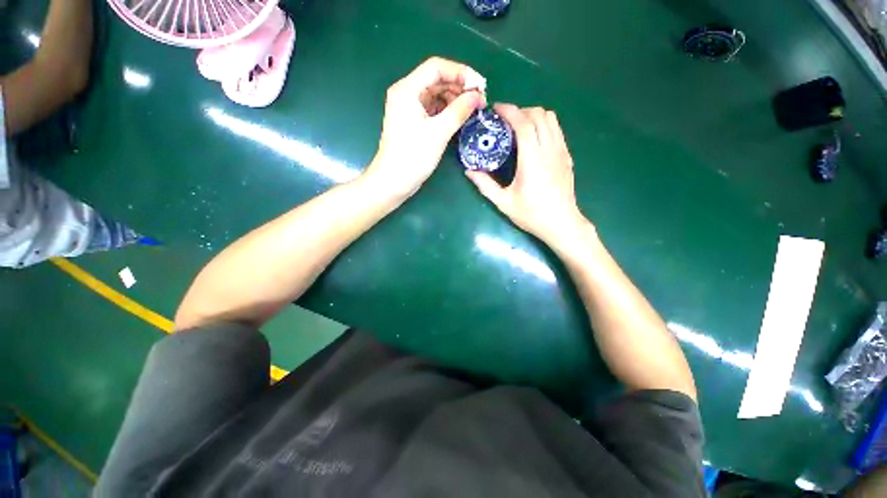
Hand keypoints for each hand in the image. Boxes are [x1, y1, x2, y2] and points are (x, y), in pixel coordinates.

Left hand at [364, 57, 486, 198]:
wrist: (393, 181)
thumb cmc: (413, 157)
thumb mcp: (438, 133)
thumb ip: (459, 111)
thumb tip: (477, 96)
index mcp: (407, 90)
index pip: (437, 68)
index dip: (461, 72)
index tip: (480, 86)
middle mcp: (407, 93)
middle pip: (437, 80)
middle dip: (460, 86)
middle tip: (480, 100)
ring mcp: (409, 108)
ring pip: (436, 94)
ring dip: (455, 99)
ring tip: (473, 109)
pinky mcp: (413, 122)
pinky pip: (433, 109)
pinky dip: (447, 111)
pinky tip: (460, 117)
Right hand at [466, 104, 587, 244]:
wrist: (561, 224)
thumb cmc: (531, 214)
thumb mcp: (503, 202)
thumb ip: (485, 185)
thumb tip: (469, 171)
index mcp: (532, 159)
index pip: (524, 123)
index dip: (509, 111)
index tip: (496, 109)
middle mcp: (549, 149)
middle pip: (539, 114)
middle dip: (521, 111)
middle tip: (505, 123)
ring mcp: (561, 152)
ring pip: (551, 119)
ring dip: (534, 116)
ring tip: (519, 128)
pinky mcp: (567, 157)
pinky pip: (557, 130)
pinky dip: (544, 126)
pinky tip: (534, 141)